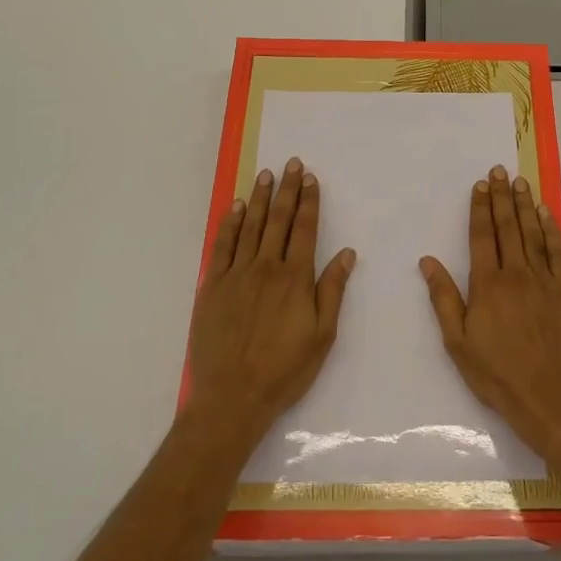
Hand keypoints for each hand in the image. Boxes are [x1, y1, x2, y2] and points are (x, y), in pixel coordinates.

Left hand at [189, 157, 355, 447]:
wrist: (232, 397)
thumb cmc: (284, 369)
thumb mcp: (322, 335)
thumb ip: (332, 290)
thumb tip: (347, 253)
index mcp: (295, 278)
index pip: (305, 229)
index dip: (309, 201)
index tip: (310, 178)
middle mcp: (266, 267)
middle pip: (278, 220)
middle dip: (286, 190)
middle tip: (290, 163)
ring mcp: (236, 275)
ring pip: (250, 226)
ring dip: (259, 198)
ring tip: (266, 174)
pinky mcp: (213, 286)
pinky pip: (222, 246)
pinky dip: (230, 223)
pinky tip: (235, 207)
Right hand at [420, 165, 560, 459]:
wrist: (547, 396)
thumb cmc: (496, 372)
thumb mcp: (458, 341)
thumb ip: (443, 297)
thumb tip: (428, 261)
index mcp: (488, 284)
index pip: (482, 236)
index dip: (480, 208)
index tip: (480, 185)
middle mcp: (517, 274)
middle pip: (508, 227)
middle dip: (501, 197)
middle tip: (499, 170)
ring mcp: (545, 280)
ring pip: (533, 233)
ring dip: (525, 205)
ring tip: (520, 182)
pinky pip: (559, 252)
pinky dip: (552, 230)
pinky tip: (546, 214)